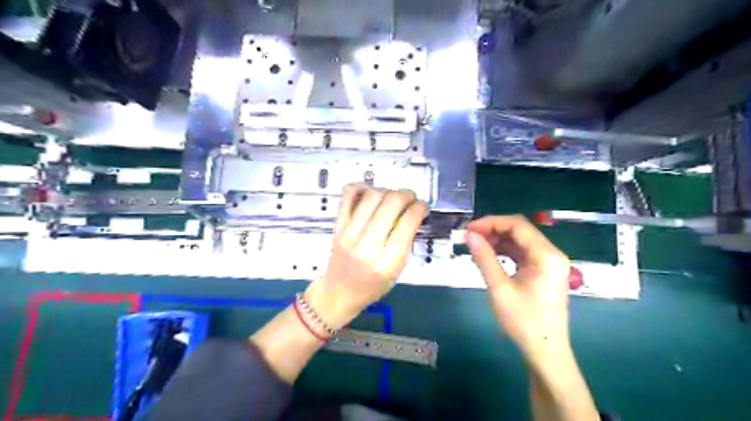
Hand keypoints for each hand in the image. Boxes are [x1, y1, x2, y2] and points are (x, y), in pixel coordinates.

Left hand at [302, 185, 424, 329]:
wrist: (338, 293)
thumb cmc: (371, 287)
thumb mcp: (397, 272)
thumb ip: (405, 243)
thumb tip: (413, 213)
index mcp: (386, 262)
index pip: (407, 223)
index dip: (419, 208)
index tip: (422, 206)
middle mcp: (367, 246)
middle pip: (390, 204)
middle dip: (406, 195)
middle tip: (410, 198)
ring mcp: (349, 233)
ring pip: (372, 196)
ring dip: (387, 191)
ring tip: (392, 198)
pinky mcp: (337, 226)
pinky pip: (348, 196)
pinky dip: (361, 187)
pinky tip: (370, 192)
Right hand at [464, 218, 569, 360]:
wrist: (545, 351)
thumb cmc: (523, 321)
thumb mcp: (499, 288)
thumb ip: (484, 258)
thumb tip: (469, 235)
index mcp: (546, 255)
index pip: (517, 225)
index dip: (491, 222)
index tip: (469, 229)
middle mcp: (552, 253)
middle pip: (520, 231)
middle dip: (493, 230)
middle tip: (469, 237)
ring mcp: (549, 262)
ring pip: (521, 241)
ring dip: (498, 240)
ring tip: (476, 246)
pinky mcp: (544, 271)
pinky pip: (523, 253)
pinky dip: (505, 251)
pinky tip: (489, 256)